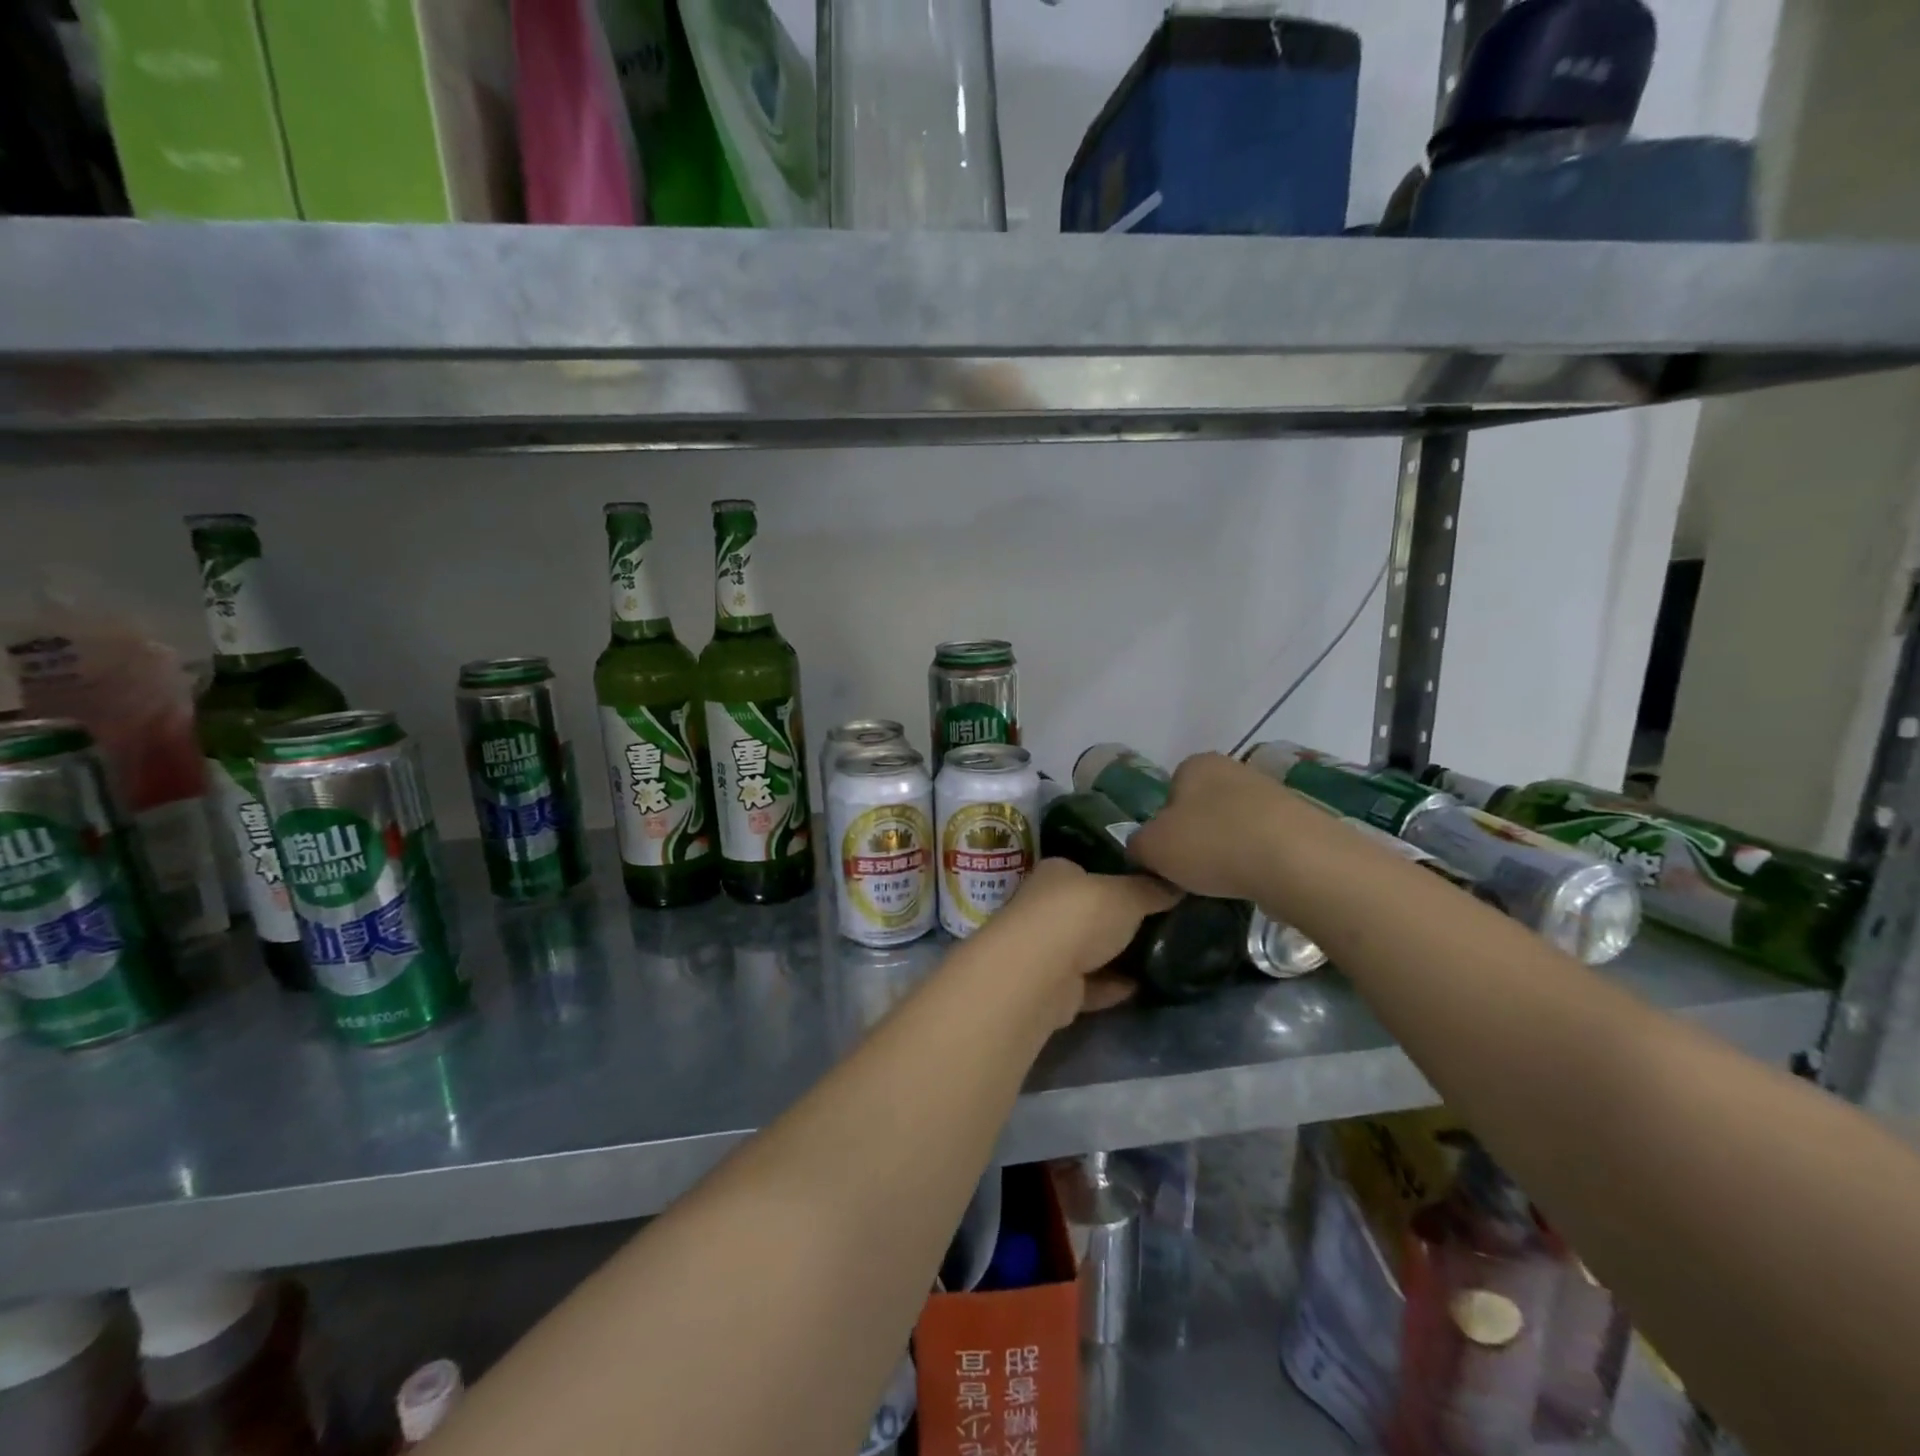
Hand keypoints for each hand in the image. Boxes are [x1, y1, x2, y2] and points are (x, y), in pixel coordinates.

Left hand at [975, 858, 1178, 1025]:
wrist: (1040, 975)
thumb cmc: (1080, 916)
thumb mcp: (1127, 894)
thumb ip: (1150, 889)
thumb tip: (1176, 883)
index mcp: (1056, 873)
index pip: (1085, 869)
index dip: (1112, 876)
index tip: (1145, 887)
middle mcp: (1044, 907)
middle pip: (1084, 911)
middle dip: (1113, 920)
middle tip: (1157, 924)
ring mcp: (1044, 949)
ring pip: (1084, 950)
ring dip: (1112, 956)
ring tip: (1155, 957)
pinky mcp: (1051, 989)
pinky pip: (1088, 985)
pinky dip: (1109, 987)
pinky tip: (1139, 988)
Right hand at [1126, 752, 1294, 900]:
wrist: (1296, 861)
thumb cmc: (1212, 844)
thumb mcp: (1152, 848)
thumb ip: (1137, 845)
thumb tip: (1143, 849)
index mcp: (1195, 764)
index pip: (1169, 791)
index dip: (1164, 824)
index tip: (1169, 853)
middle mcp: (1234, 769)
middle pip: (1203, 807)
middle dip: (1198, 836)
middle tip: (1194, 869)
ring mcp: (1272, 793)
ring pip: (1235, 825)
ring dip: (1229, 849)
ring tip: (1227, 880)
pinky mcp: (1301, 822)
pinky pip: (1265, 842)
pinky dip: (1257, 860)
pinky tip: (1256, 880)